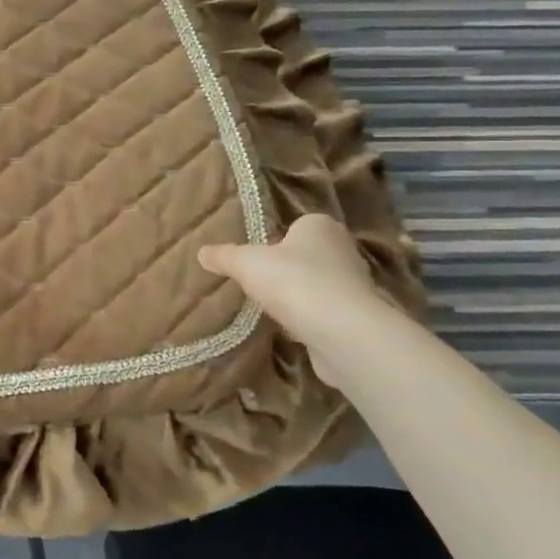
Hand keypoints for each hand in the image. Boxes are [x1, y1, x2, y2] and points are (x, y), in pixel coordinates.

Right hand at [199, 214, 392, 376]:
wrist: (343, 332)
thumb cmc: (294, 281)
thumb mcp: (246, 263)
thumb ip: (224, 256)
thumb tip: (201, 253)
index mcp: (320, 226)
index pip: (297, 226)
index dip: (277, 240)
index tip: (258, 256)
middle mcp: (343, 250)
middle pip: (308, 256)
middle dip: (288, 269)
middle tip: (259, 282)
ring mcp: (355, 285)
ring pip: (318, 285)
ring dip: (300, 296)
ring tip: (272, 308)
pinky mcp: (357, 318)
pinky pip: (326, 313)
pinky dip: (311, 320)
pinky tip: (292, 329)